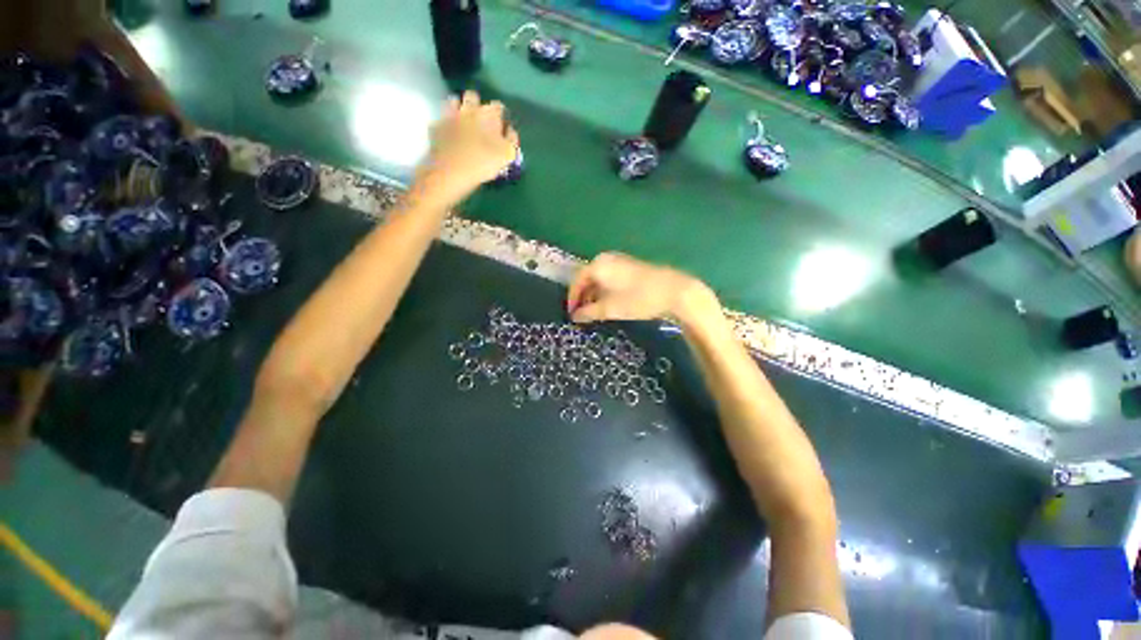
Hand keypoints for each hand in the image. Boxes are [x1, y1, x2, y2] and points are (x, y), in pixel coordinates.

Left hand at [415, 90, 518, 206]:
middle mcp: (468, 109)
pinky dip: (445, 124)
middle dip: (477, 105)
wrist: (451, 171)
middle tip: (481, 121)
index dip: (501, 115)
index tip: (502, 126)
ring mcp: (449, 116)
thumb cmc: (483, 163)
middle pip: (473, 97)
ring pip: (454, 102)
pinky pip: (441, 119)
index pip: (498, 106)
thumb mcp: (507, 155)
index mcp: (488, 114)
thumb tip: (510, 130)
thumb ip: (511, 140)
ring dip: (459, 108)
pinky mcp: (436, 126)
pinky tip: (449, 134)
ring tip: (463, 123)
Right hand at [566, 252, 718, 327]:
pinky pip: (610, 277)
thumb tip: (575, 317)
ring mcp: (619, 261)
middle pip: (587, 278)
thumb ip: (589, 312)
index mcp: (597, 265)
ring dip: (594, 294)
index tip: (572, 315)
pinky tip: (609, 302)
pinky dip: (606, 290)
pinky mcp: (630, 266)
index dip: (572, 299)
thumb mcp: (610, 308)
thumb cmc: (637, 299)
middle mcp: (606, 259)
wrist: (673, 291)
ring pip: (599, 278)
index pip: (577, 281)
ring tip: (594, 311)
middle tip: (582, 314)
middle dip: (583, 297)